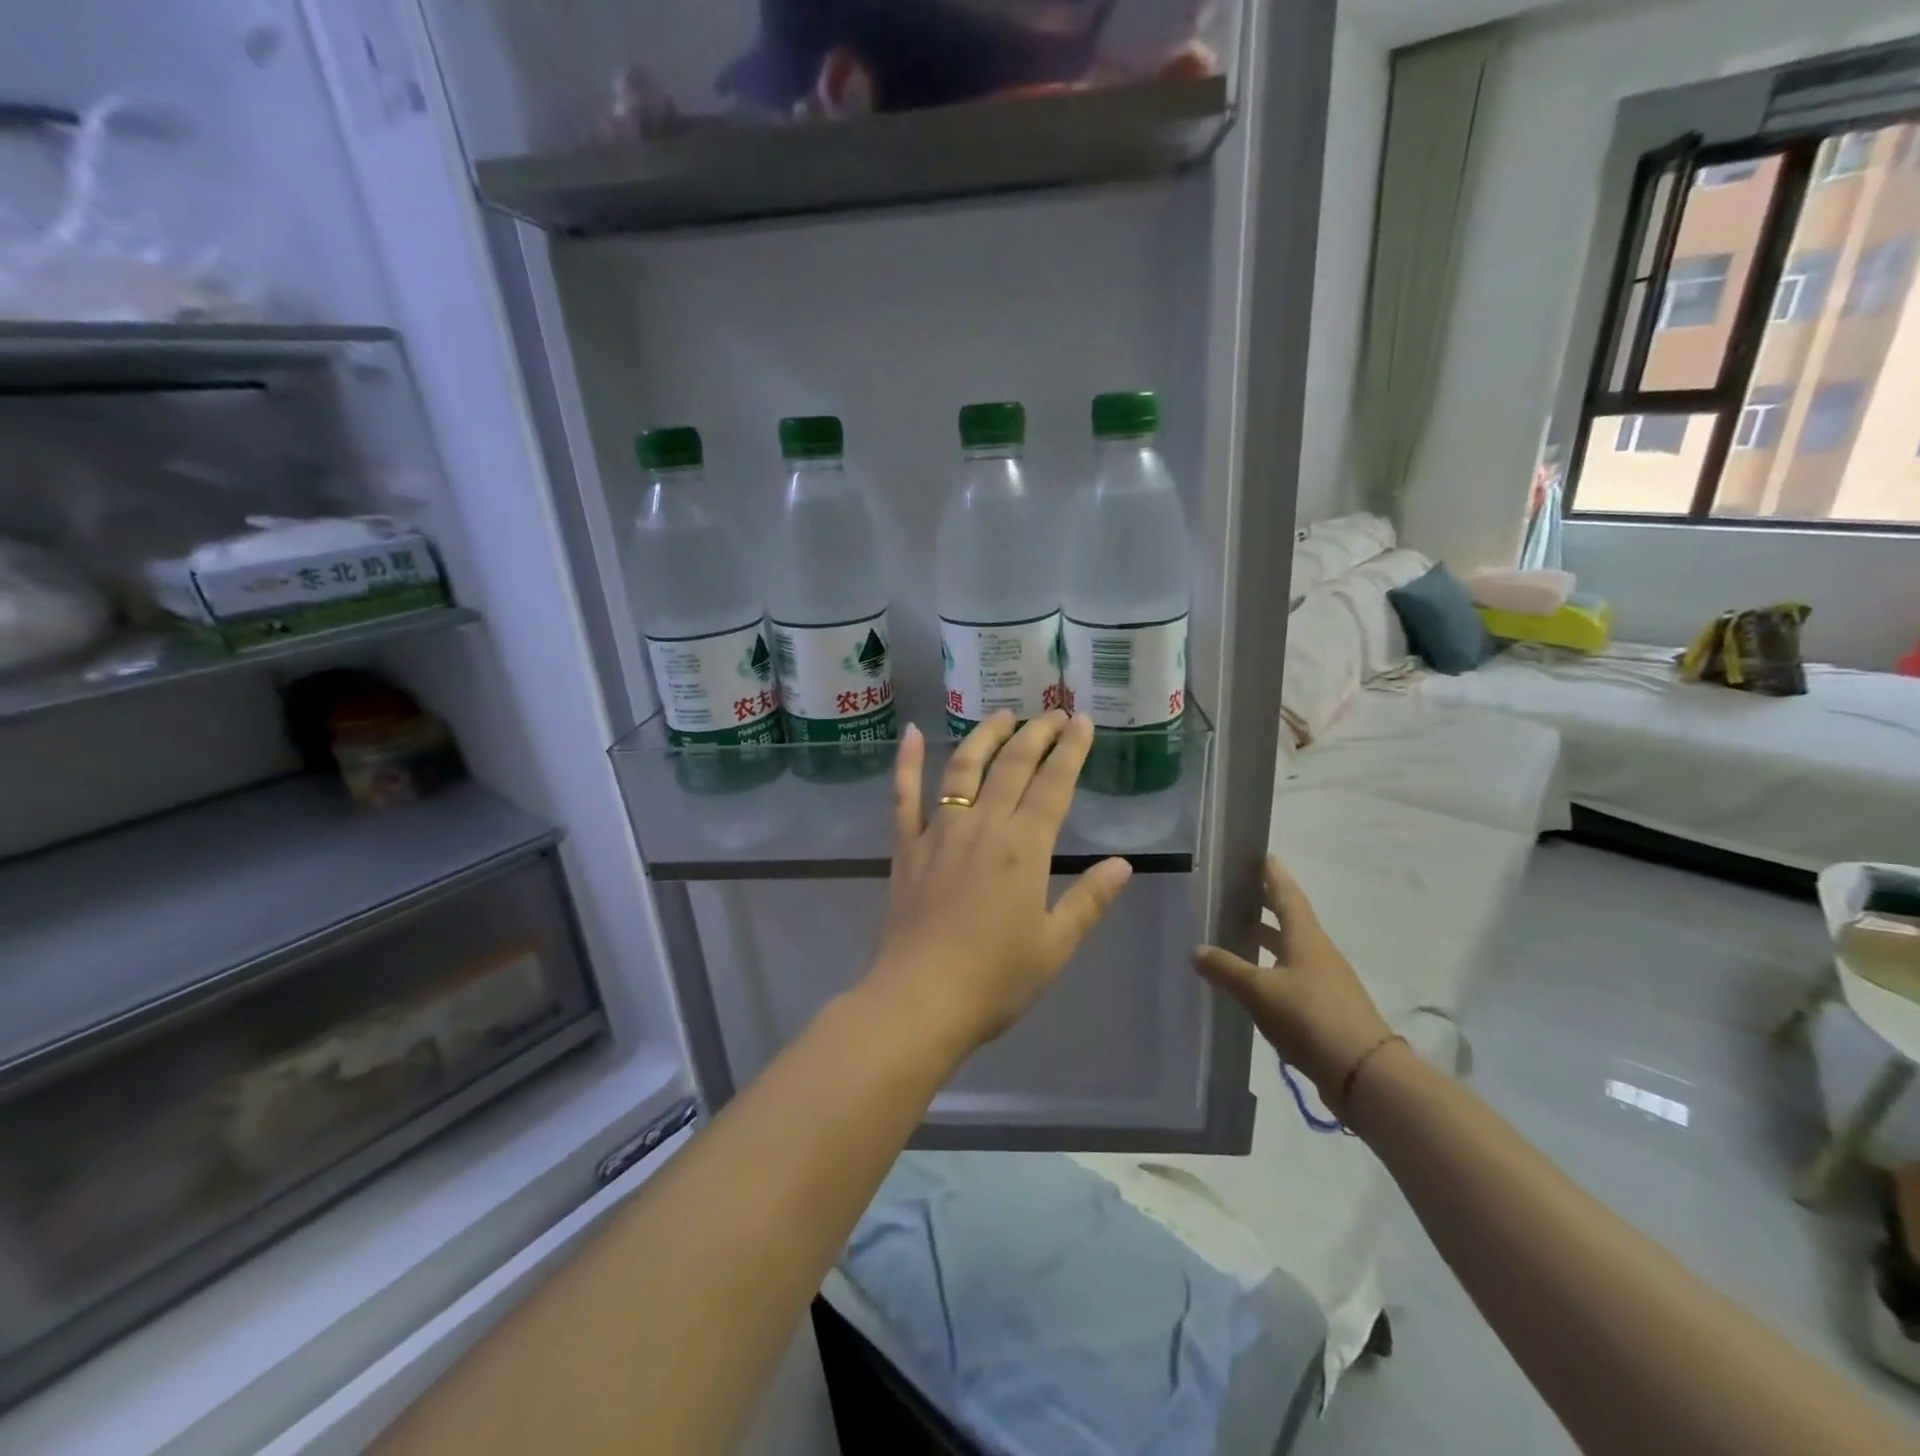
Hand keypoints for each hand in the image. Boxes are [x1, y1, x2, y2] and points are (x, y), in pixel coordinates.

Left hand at [864, 711, 1133, 1051]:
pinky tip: (912, 733)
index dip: (1071, 750)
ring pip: (962, 768)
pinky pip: (903, 796)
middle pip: (1012, 766)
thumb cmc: (995, 979)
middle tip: (1053, 712)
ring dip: (985, 736)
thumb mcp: (1055, 945)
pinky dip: (907, 762)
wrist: (920, 1000)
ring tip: (1002, 715)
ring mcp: (939, 832)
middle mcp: (982, 827)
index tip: (1082, 722)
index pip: (1054, 784)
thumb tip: (1122, 864)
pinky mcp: (905, 848)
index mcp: (1024, 848)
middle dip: (1036, 734)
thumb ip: (1089, 900)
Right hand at [1193, 856, 1392, 1102]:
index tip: (1260, 855)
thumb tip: (1196, 949)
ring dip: (1266, 939)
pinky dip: (1271, 969)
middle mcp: (1317, 952)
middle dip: (1265, 904)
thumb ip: (1227, 969)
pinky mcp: (1325, 1009)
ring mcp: (1325, 981)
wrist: (1364, 1074)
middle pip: (1290, 919)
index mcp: (1305, 937)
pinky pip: (1292, 977)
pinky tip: (1252, 981)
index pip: (1287, 894)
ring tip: (1236, 933)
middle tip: (1237, 891)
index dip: (1273, 874)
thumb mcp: (1260, 991)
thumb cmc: (1310, 1017)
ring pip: (1289, 950)